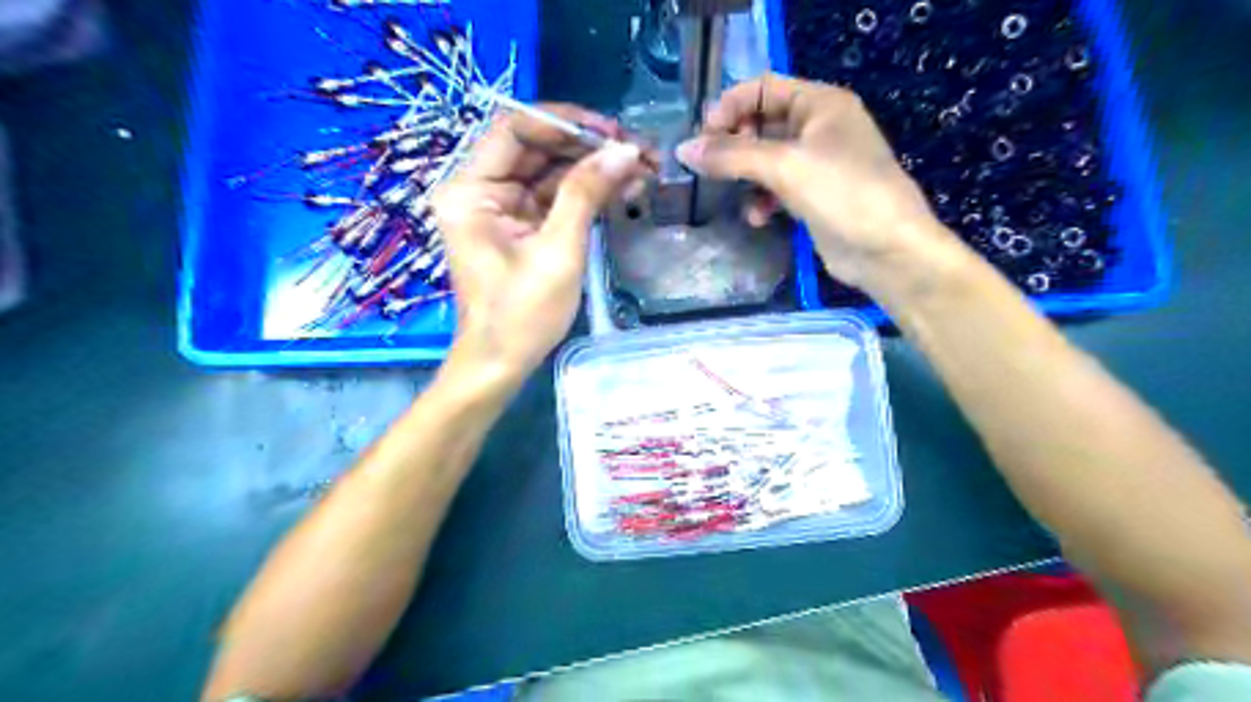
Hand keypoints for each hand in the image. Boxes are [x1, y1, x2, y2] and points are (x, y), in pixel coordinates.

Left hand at [437, 105, 649, 383]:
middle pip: (536, 149)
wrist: (502, 364)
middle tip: (637, 150)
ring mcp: (501, 210)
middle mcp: (481, 191)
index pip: (514, 130)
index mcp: (471, 191)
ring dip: (593, 170)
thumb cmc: (522, 315)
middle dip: (587, 147)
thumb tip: (625, 150)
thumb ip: (586, 194)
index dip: (563, 122)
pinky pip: (554, 199)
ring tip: (642, 169)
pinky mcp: (520, 228)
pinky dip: (587, 194)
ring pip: (550, 172)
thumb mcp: (558, 251)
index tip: (610, 131)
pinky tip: (623, 189)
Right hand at [680, 75, 953, 293]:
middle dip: (734, 144)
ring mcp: (817, 164)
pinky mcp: (813, 197)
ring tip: (728, 191)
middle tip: (708, 166)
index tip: (702, 135)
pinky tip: (756, 217)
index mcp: (820, 104)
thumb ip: (731, 155)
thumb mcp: (784, 166)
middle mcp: (819, 128)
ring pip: (765, 159)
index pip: (764, 88)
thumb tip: (683, 150)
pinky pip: (776, 188)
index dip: (730, 105)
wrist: (887, 250)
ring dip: (744, 175)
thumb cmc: (842, 192)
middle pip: (762, 123)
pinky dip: (762, 199)